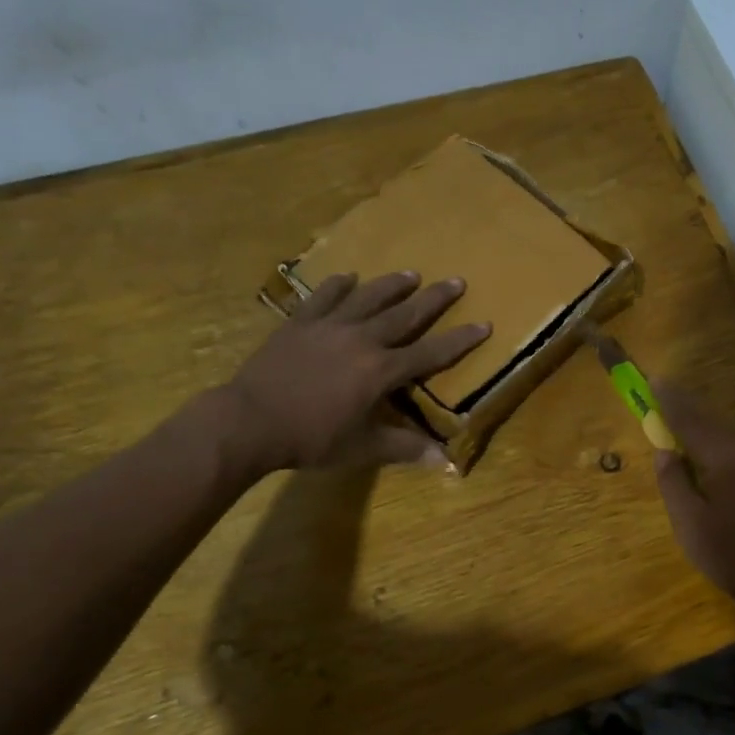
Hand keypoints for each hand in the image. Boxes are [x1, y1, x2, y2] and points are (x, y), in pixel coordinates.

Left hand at [222, 271, 489, 474]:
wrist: (250, 420)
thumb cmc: (311, 438)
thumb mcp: (363, 449)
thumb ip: (405, 449)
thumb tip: (445, 462)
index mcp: (381, 371)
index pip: (431, 353)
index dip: (461, 340)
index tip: (484, 324)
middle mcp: (362, 340)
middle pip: (405, 314)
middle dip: (434, 299)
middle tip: (456, 280)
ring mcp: (329, 326)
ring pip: (367, 298)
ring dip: (392, 285)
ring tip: (411, 273)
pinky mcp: (300, 323)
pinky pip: (323, 297)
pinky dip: (338, 285)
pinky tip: (348, 276)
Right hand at [651, 389, 734, 626]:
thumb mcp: (691, 527)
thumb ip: (674, 484)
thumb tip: (665, 452)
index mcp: (728, 458)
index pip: (692, 420)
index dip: (670, 401)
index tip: (655, 379)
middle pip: (714, 426)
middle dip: (689, 416)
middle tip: (665, 409)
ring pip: (733, 442)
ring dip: (708, 438)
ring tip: (687, 445)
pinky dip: (726, 455)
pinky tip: (719, 474)